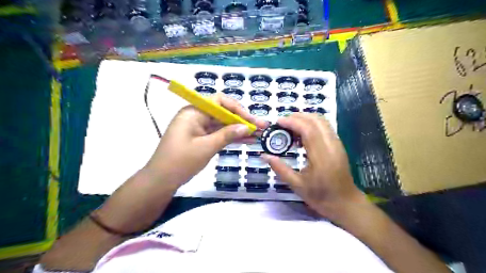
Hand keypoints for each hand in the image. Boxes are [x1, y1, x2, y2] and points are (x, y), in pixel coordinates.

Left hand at [144, 94, 266, 186]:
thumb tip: (247, 127)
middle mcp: (197, 115)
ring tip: (258, 134)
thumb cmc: (180, 161)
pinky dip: (231, 137)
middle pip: (223, 113)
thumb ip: (227, 135)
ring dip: (239, 129)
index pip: (219, 101)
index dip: (237, 108)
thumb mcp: (206, 147)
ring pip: (223, 124)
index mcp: (193, 111)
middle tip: (261, 126)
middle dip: (242, 120)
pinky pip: (219, 134)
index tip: (251, 119)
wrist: (161, 180)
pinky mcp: (201, 138)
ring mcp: (199, 127)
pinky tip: (247, 140)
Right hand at [262, 113, 363, 218]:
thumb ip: (280, 169)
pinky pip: (325, 127)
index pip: (308, 129)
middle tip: (282, 123)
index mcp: (321, 157)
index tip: (278, 122)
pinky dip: (312, 124)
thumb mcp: (297, 186)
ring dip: (305, 119)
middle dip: (297, 117)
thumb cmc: (321, 197)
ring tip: (290, 127)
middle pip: (316, 120)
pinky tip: (302, 134)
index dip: (292, 122)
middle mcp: (331, 145)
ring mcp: (337, 144)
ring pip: (322, 121)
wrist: (345, 203)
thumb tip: (264, 155)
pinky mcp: (338, 145)